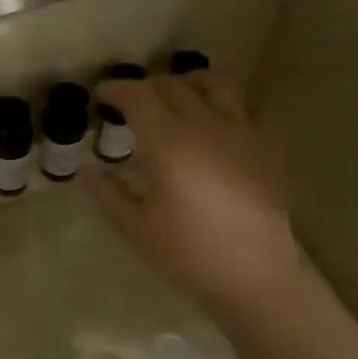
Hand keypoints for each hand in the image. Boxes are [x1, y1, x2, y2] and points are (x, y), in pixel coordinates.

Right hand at [86, 71, 298, 313]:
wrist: (256, 276)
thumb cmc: (188, 254)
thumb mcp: (135, 228)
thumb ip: (108, 193)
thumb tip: (89, 169)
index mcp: (169, 144)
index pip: (138, 97)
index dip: (116, 89)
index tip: (101, 96)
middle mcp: (206, 126)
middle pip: (173, 85)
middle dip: (145, 86)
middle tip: (129, 102)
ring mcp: (243, 133)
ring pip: (216, 83)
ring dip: (188, 82)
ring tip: (176, 96)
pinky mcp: (268, 147)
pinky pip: (247, 108)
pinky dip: (225, 105)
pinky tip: (216, 125)